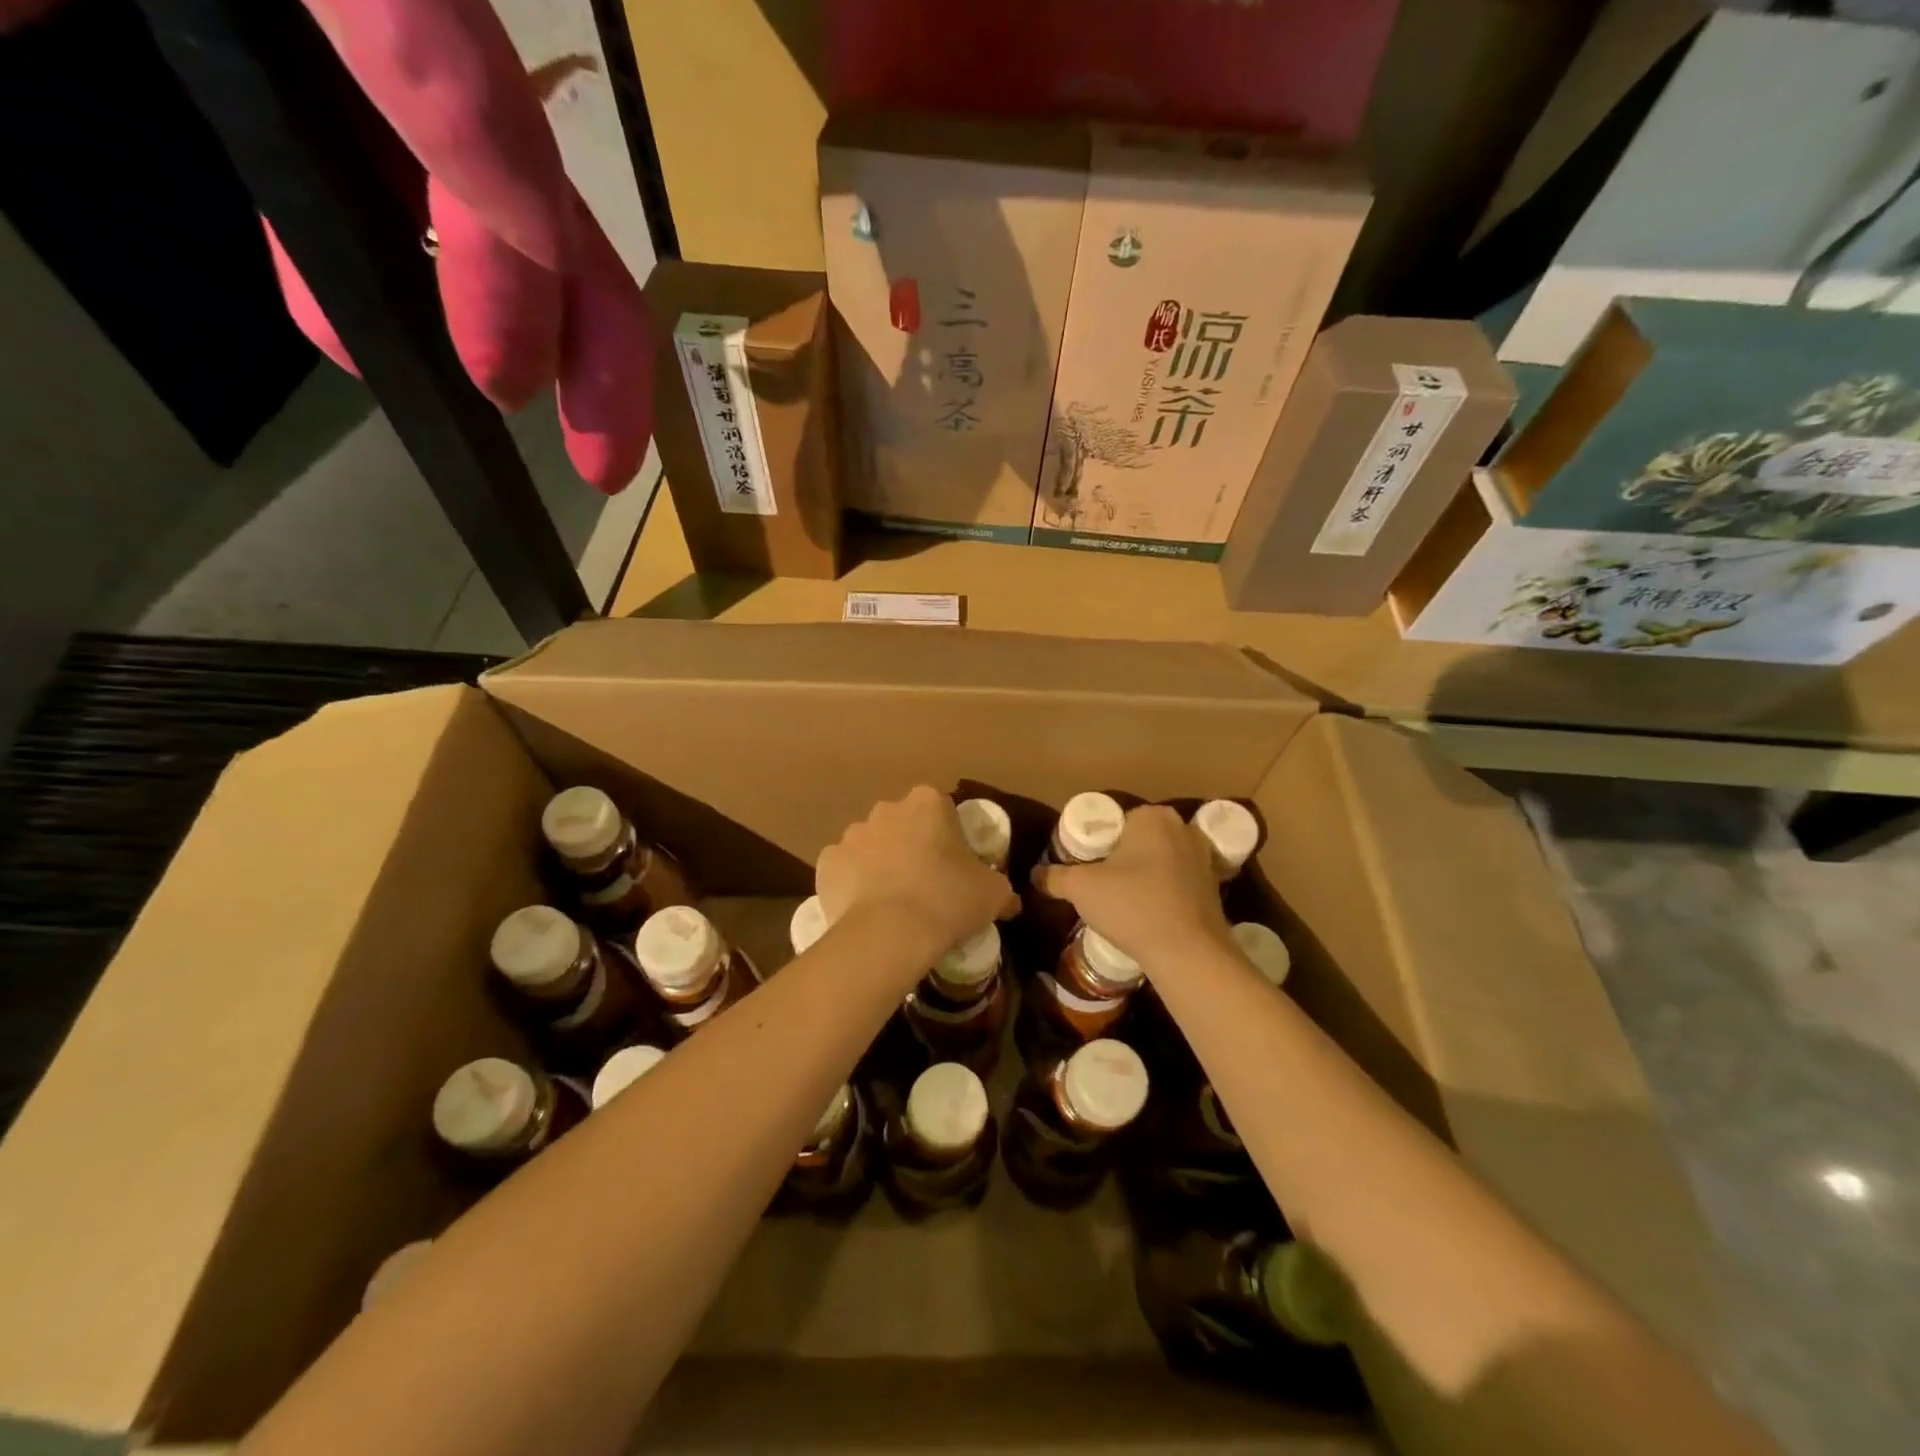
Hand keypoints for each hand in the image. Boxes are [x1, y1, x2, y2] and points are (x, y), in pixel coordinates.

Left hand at [816, 787, 1016, 960]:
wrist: (890, 933)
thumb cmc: (948, 900)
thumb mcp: (993, 893)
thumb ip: (1001, 887)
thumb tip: (1010, 900)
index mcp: (928, 802)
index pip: (942, 808)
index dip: (949, 836)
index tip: (955, 864)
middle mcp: (886, 808)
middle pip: (903, 823)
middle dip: (912, 845)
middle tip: (927, 883)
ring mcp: (852, 834)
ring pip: (872, 845)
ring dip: (882, 864)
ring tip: (895, 902)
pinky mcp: (827, 862)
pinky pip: (846, 869)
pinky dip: (854, 884)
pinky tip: (867, 910)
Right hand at [1031, 804, 1230, 971]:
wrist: (1189, 953)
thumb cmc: (1132, 906)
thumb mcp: (1081, 888)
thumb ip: (1054, 876)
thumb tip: (1035, 874)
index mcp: (1152, 817)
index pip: (1114, 822)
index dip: (1095, 845)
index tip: (1084, 868)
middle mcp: (1182, 828)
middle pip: (1138, 840)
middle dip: (1120, 859)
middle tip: (1098, 885)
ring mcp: (1203, 858)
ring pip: (1160, 861)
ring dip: (1143, 876)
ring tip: (1122, 902)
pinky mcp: (1214, 887)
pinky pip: (1177, 882)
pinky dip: (1163, 892)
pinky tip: (1148, 913)